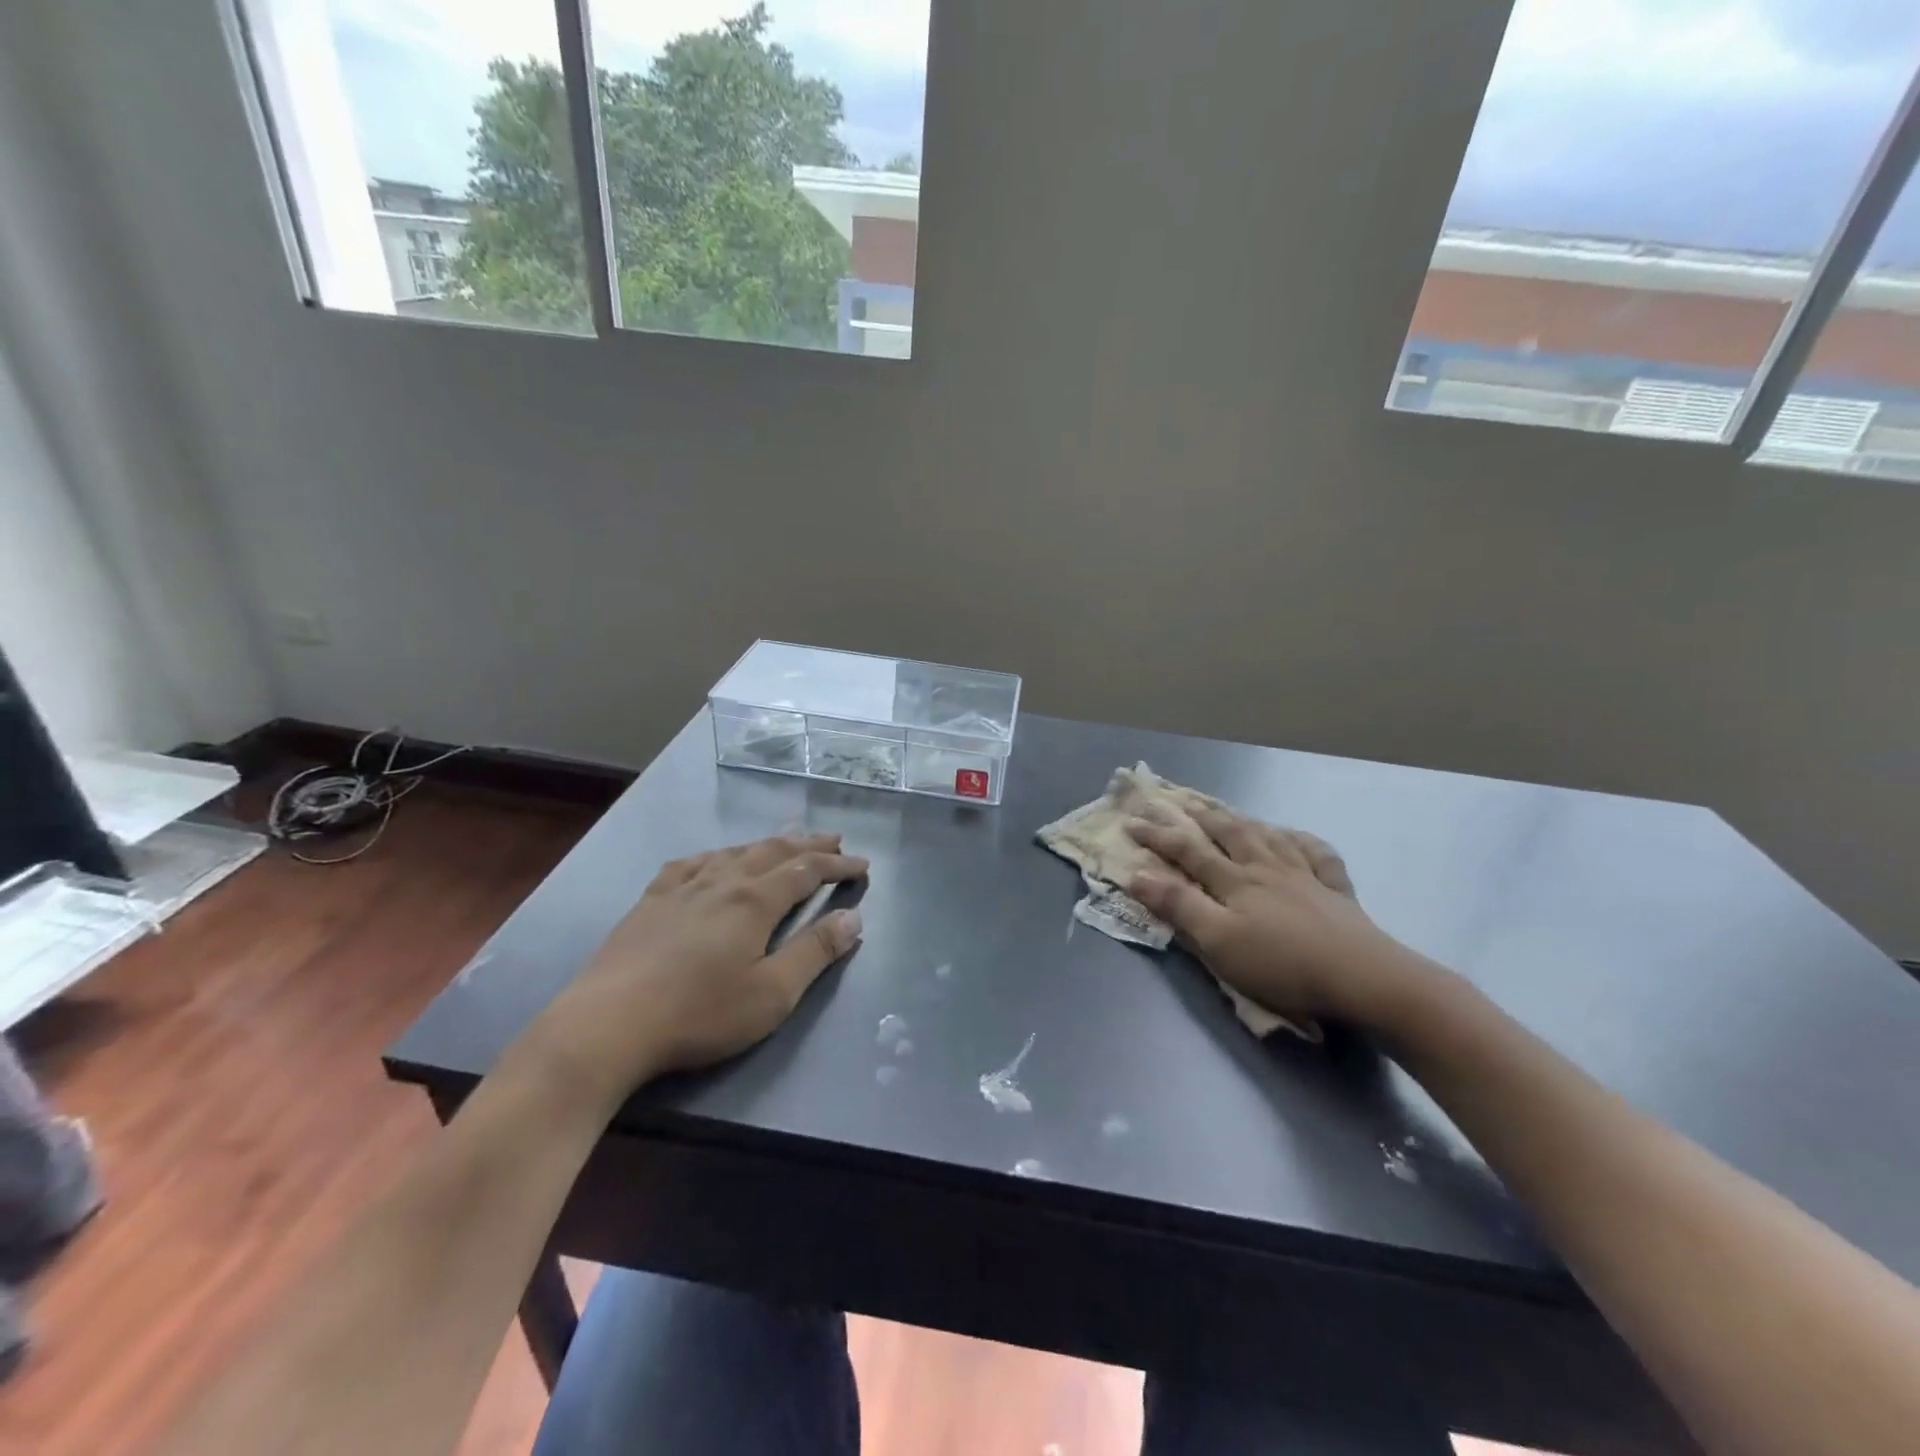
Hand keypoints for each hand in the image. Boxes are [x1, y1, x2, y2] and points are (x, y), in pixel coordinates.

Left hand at [529, 833, 866, 1109]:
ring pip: (734, 852)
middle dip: (808, 843)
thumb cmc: (699, 1013)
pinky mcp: (650, 902)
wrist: (607, 1025)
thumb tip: (854, 918)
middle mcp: (722, 882)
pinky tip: (713, 859)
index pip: (806, 870)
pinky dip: (715, 855)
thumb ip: (815, 952)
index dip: (837, 864)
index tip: (862, 864)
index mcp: (755, 901)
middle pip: (773, 851)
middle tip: (834, 839)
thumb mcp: (772, 994)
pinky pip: (690, 864)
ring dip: (767, 844)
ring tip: (785, 840)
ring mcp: (682, 888)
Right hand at [1125, 808, 1425, 1027]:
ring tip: (1229, 812)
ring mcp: (1305, 875)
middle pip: (1229, 833)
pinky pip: (1317, 854)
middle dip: (1200, 816)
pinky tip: (1295, 837)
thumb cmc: (1281, 964)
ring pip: (1268, 836)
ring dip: (1243, 821)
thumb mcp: (1218, 941)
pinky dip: (1301, 840)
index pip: (1188, 850)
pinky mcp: (1336, 891)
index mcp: (1235, 880)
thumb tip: (1137, 873)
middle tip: (1180, 801)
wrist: (1362, 978)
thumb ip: (1178, 905)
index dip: (1158, 835)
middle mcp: (1267, 868)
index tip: (1131, 821)